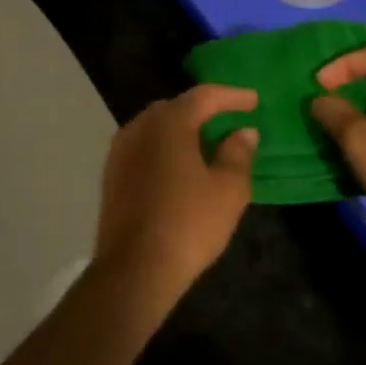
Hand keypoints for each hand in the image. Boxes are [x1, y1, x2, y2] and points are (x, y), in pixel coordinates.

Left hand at [95, 85, 258, 294]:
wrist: (134, 268)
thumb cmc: (188, 224)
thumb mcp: (228, 190)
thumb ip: (238, 154)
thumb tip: (243, 132)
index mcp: (169, 123)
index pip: (204, 96)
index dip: (232, 96)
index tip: (254, 101)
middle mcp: (139, 127)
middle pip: (175, 108)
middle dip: (204, 110)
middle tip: (229, 120)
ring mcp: (120, 150)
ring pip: (156, 128)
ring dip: (181, 130)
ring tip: (206, 144)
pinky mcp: (111, 174)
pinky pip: (143, 147)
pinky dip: (164, 148)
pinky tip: (179, 167)